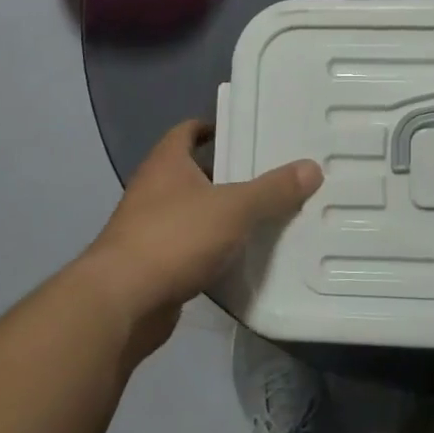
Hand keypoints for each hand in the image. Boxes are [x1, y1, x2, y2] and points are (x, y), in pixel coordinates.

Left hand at [87, 120, 321, 339]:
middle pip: (195, 172)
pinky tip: (244, 255)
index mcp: (166, 164)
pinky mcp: (154, 266)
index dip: (214, 127)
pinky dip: (215, 248)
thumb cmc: (174, 238)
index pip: (187, 131)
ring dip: (223, 213)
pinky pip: (192, 247)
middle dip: (229, 173)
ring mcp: (149, 230)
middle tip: (271, 173)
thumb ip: (273, 189)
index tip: (246, 132)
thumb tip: (312, 167)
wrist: (120, 305)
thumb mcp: (234, 208)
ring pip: (195, 212)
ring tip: (267, 213)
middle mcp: (153, 191)